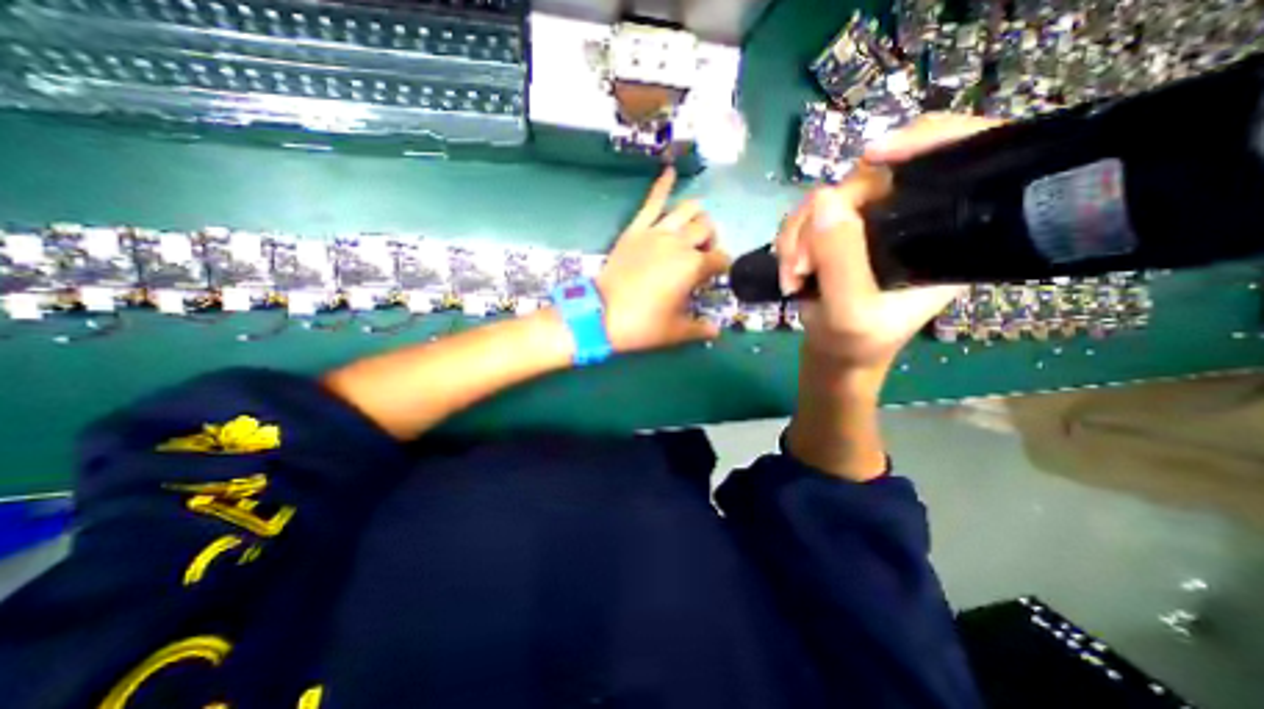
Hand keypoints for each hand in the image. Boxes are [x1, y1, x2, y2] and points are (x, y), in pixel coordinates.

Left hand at [600, 167, 730, 355]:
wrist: (602, 315)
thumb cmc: (643, 325)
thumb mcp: (676, 332)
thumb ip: (700, 329)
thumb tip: (716, 331)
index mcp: (693, 267)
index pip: (721, 258)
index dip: (722, 267)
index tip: (714, 277)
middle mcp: (680, 243)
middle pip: (707, 228)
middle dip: (711, 240)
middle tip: (701, 255)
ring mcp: (657, 232)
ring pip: (688, 210)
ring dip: (697, 217)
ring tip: (692, 229)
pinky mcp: (636, 229)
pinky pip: (651, 202)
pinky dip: (662, 184)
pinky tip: (669, 169)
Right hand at [777, 115, 1004, 368]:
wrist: (834, 355)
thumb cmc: (855, 344)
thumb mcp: (849, 313)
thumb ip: (841, 262)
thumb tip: (824, 200)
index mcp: (944, 235)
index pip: (961, 159)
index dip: (927, 138)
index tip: (872, 156)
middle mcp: (910, 219)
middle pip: (872, 178)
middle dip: (823, 217)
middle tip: (800, 264)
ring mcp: (870, 224)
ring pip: (829, 197)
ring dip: (798, 235)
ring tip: (791, 276)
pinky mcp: (838, 233)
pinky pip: (808, 215)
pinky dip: (790, 240)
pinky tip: (788, 270)